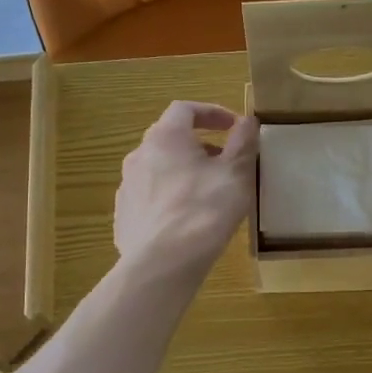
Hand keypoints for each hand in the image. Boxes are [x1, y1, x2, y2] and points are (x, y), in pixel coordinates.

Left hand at [115, 102, 259, 277]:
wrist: (162, 263)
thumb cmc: (204, 210)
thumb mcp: (236, 173)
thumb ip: (243, 142)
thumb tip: (247, 121)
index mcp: (165, 137)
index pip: (185, 109)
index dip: (211, 112)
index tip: (233, 126)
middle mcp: (139, 155)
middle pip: (169, 139)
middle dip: (198, 144)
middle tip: (224, 161)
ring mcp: (127, 187)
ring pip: (158, 170)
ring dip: (182, 172)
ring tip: (206, 193)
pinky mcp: (124, 217)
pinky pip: (149, 198)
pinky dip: (169, 199)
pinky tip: (185, 221)